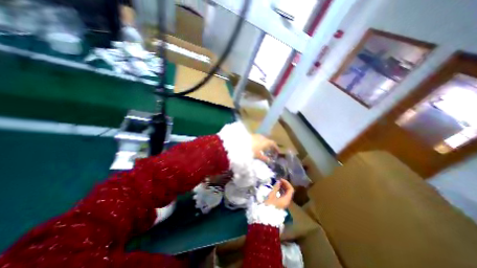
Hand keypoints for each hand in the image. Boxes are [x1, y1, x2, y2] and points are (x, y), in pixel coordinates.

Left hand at [250, 134, 280, 161]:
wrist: (241, 144)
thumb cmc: (251, 151)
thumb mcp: (258, 156)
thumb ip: (264, 158)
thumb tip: (270, 161)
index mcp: (266, 142)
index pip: (273, 144)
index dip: (276, 148)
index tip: (278, 152)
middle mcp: (263, 137)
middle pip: (269, 141)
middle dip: (270, 146)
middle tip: (271, 151)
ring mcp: (257, 135)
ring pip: (263, 139)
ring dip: (265, 143)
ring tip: (264, 149)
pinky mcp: (252, 135)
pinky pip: (258, 138)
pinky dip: (260, 142)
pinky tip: (257, 146)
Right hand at [265, 179, 294, 209]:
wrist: (266, 216)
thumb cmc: (269, 205)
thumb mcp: (272, 195)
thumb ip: (276, 187)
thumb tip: (279, 181)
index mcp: (287, 199)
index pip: (291, 189)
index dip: (286, 183)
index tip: (280, 179)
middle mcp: (287, 201)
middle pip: (289, 191)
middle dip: (284, 185)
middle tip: (278, 180)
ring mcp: (284, 203)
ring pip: (286, 193)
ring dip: (282, 188)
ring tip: (277, 184)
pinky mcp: (281, 204)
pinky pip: (283, 196)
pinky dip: (281, 191)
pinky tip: (276, 189)